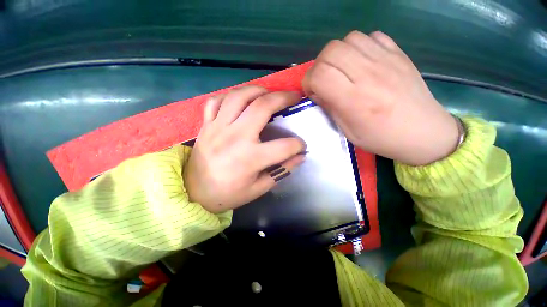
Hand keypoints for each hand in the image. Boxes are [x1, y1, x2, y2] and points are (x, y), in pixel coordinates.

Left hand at [184, 86, 305, 213]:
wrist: (194, 193)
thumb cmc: (228, 194)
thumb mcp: (259, 188)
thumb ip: (282, 171)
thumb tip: (300, 157)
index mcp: (250, 159)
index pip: (284, 146)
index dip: (298, 145)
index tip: (301, 146)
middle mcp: (235, 137)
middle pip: (262, 107)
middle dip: (284, 98)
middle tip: (294, 97)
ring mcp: (218, 127)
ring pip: (239, 96)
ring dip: (258, 90)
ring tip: (268, 94)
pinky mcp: (206, 125)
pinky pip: (217, 101)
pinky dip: (231, 96)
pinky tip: (240, 101)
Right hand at [303, 30, 458, 165]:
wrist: (424, 132)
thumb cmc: (381, 138)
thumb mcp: (348, 131)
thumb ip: (330, 107)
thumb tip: (317, 92)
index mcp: (355, 100)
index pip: (320, 75)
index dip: (309, 81)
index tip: (312, 91)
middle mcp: (369, 74)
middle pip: (331, 51)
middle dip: (319, 65)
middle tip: (324, 79)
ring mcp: (387, 60)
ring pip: (349, 39)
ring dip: (338, 54)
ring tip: (341, 70)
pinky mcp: (398, 53)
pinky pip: (371, 36)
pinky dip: (359, 47)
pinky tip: (361, 62)